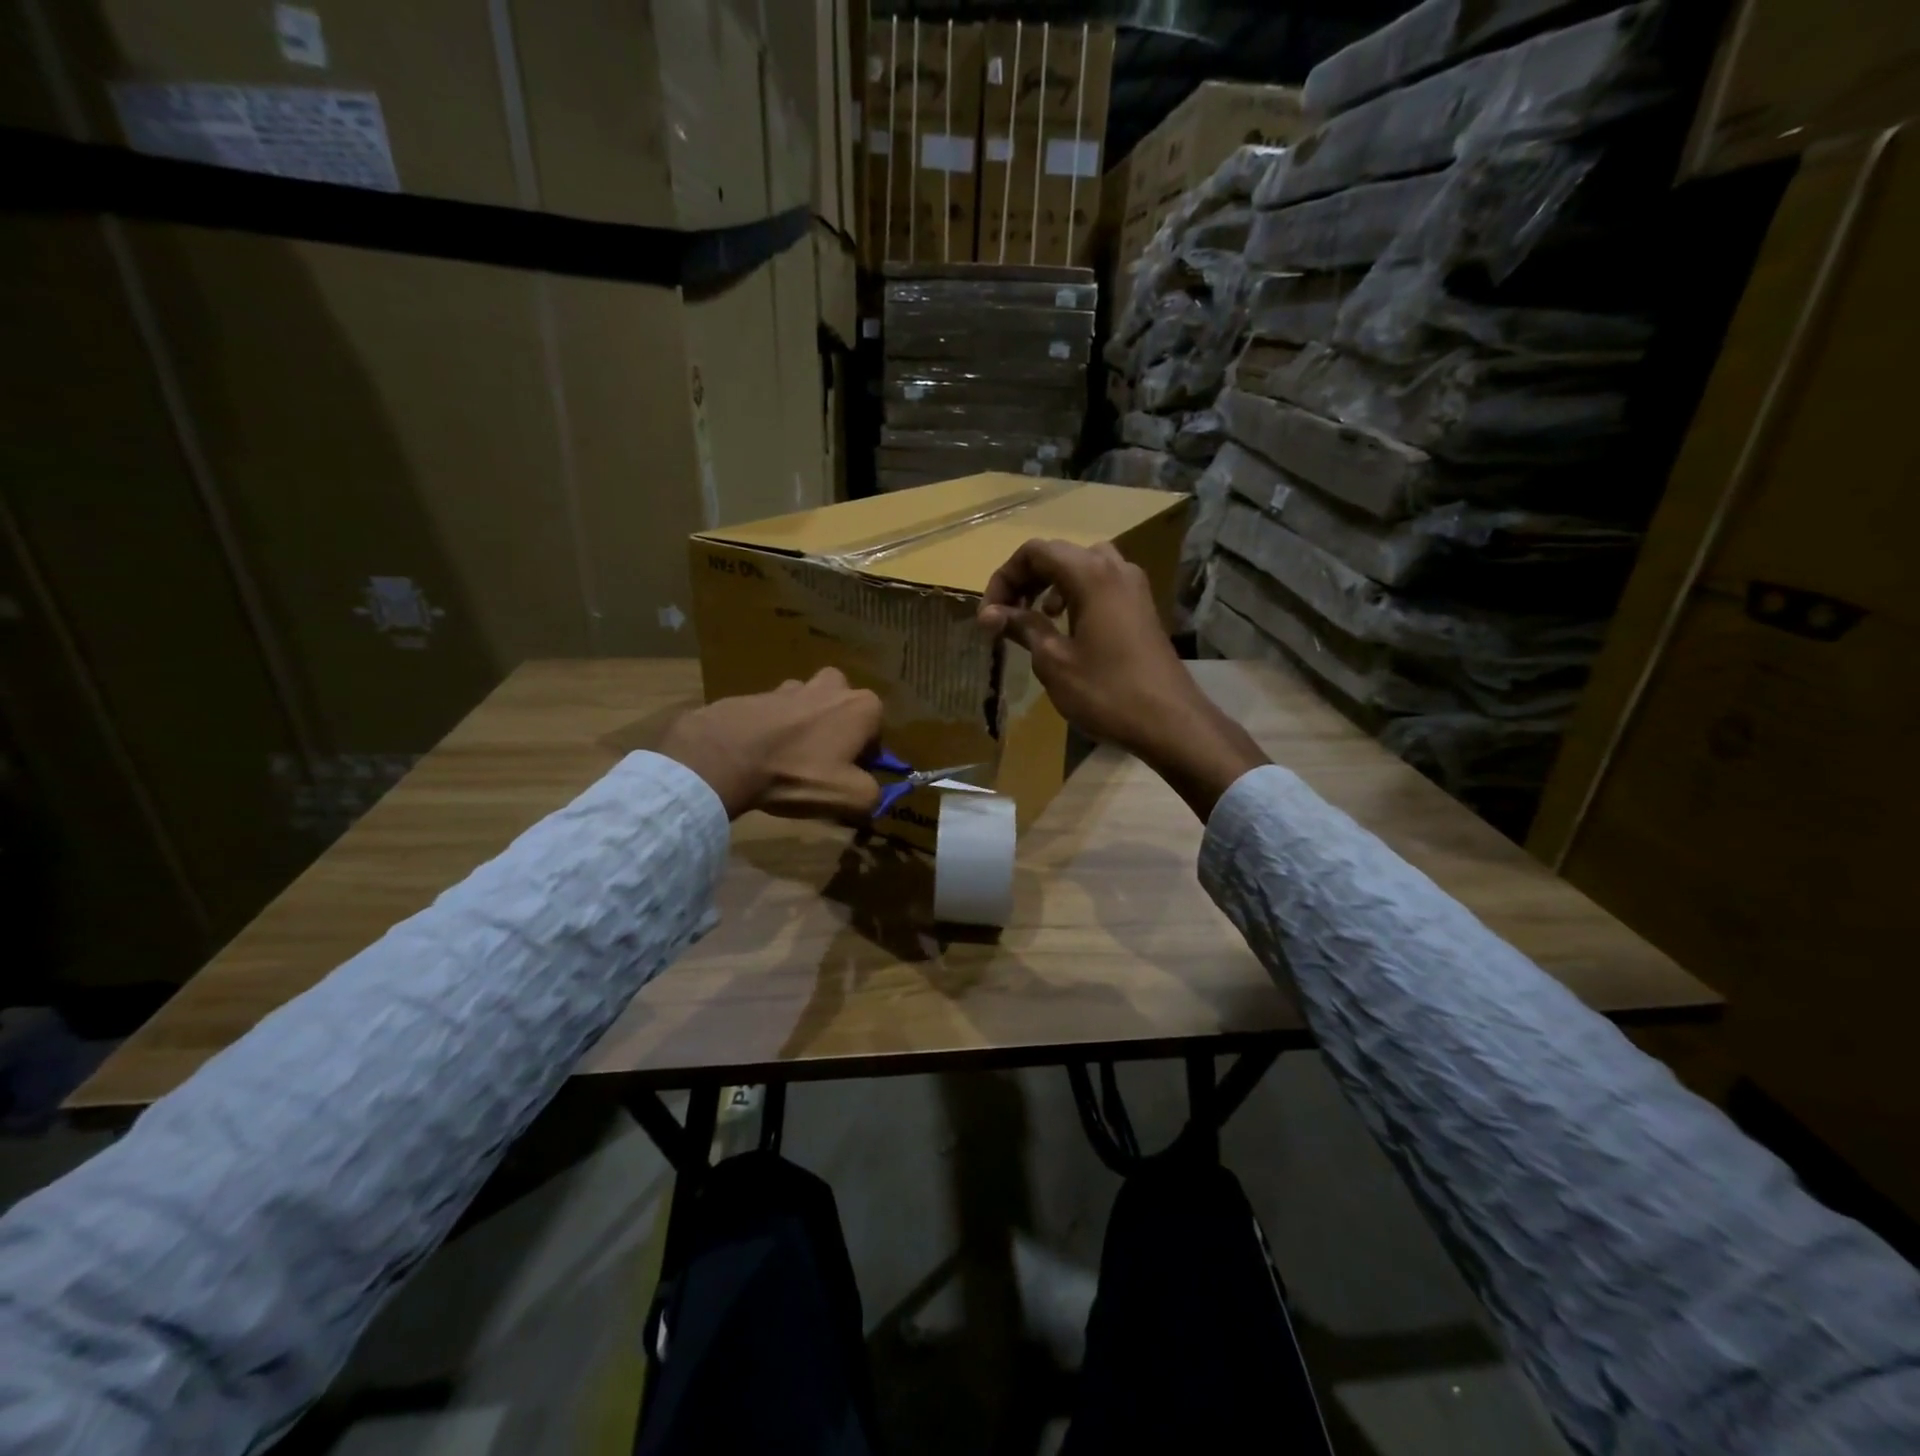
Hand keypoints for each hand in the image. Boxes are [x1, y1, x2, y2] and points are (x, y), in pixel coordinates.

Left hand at [657, 668, 883, 820]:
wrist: (726, 755)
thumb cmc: (799, 773)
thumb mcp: (850, 797)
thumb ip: (874, 795)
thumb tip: (874, 794)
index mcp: (863, 706)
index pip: (877, 734)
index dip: (865, 758)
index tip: (847, 777)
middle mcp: (833, 686)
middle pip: (844, 711)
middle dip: (837, 732)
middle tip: (820, 764)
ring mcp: (792, 685)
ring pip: (809, 707)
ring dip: (805, 727)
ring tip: (788, 760)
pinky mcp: (758, 692)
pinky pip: (775, 713)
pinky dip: (773, 730)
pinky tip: (760, 756)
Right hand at [978, 539, 1267, 818]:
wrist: (1169, 721)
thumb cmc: (1106, 691)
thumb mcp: (1053, 660)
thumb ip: (1022, 627)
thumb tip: (992, 614)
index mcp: (1090, 573)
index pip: (1034, 552)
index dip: (1004, 578)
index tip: (989, 616)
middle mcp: (1114, 567)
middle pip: (1058, 555)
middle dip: (1025, 581)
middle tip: (1004, 616)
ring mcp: (1133, 586)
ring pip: (1082, 567)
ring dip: (1050, 586)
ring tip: (1034, 618)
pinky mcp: (1142, 607)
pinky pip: (1101, 585)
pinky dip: (1075, 596)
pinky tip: (1067, 628)